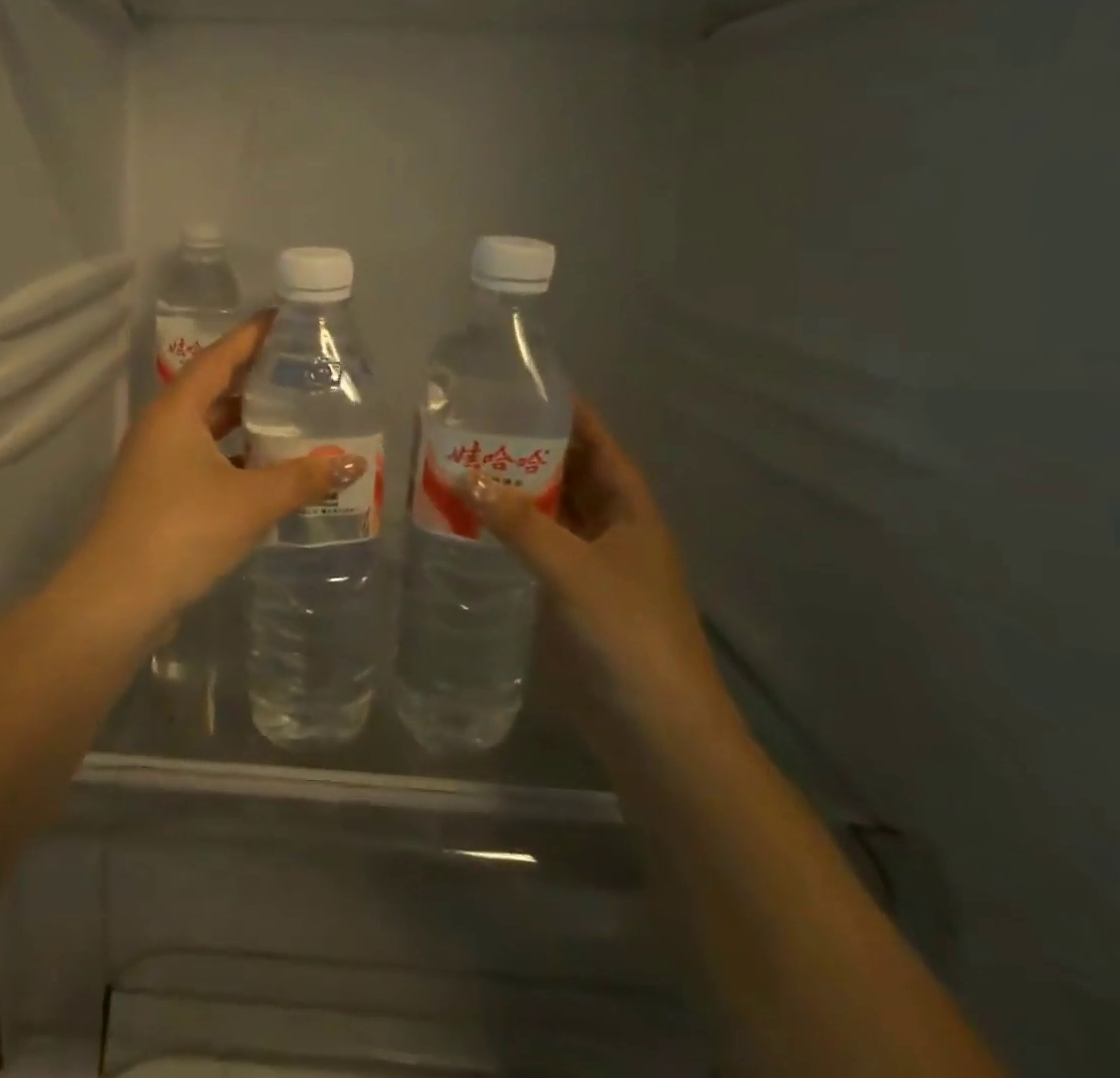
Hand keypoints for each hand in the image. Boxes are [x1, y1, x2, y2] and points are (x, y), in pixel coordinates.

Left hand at [81, 311, 365, 614]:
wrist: (117, 599)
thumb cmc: (182, 531)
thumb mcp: (251, 501)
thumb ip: (303, 478)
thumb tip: (351, 462)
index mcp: (176, 411)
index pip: (219, 356)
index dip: (252, 335)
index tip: (285, 319)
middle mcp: (162, 428)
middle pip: (213, 389)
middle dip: (254, 378)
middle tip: (300, 370)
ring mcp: (156, 463)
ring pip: (208, 428)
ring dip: (246, 423)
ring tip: (292, 417)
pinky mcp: (159, 495)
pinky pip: (204, 460)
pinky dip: (235, 458)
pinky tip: (268, 471)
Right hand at [465, 399, 731, 738]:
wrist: (656, 732)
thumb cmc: (629, 636)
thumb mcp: (574, 570)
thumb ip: (520, 523)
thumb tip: (463, 476)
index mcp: (632, 512)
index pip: (600, 447)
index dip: (572, 416)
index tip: (529, 388)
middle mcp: (613, 532)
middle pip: (571, 476)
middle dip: (531, 451)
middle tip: (476, 425)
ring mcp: (591, 567)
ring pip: (550, 515)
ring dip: (516, 493)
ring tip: (463, 464)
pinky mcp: (568, 599)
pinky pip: (535, 551)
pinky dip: (508, 534)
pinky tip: (471, 525)